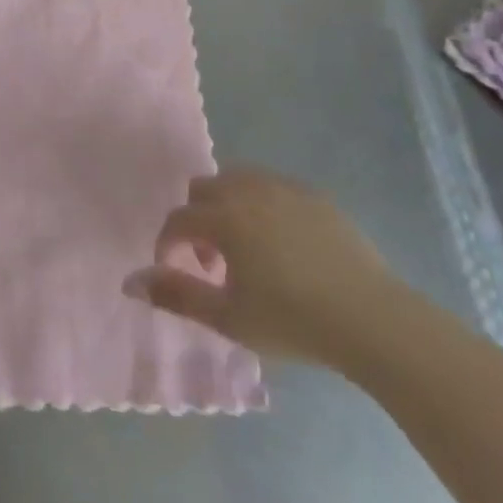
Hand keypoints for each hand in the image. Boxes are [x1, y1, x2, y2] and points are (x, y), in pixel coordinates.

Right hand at [125, 168, 408, 368]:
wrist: (372, 319)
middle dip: (197, 219)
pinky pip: (273, 187)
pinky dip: (262, 205)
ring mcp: (285, 188)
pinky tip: (282, 244)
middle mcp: (249, 191)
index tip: (175, 269)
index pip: (178, 219)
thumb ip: (176, 296)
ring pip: (238, 180)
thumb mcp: (228, 318)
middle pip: (204, 188)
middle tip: (213, 261)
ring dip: (228, 206)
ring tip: (245, 249)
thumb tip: (130, 282)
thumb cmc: (293, 321)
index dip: (168, 243)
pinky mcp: (315, 196)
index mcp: (224, 217)